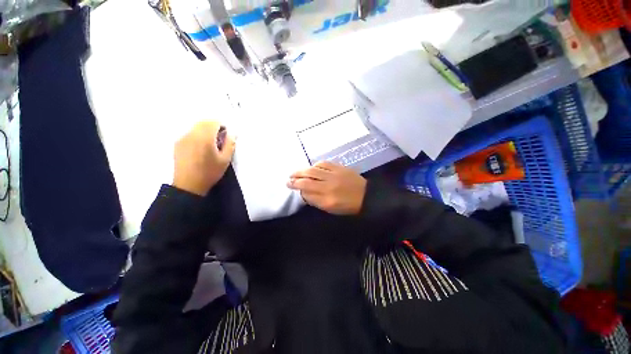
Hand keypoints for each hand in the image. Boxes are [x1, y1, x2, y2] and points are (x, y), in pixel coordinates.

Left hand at [173, 121, 234, 195]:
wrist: (188, 185)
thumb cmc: (210, 172)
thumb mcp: (225, 160)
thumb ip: (230, 144)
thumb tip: (233, 133)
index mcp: (205, 138)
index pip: (213, 122)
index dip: (222, 126)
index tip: (226, 135)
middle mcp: (192, 134)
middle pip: (204, 122)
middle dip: (213, 126)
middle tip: (220, 139)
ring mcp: (183, 138)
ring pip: (196, 127)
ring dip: (205, 130)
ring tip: (210, 144)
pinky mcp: (178, 143)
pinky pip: (190, 133)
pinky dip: (197, 135)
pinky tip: (200, 148)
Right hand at [287, 161, 366, 214]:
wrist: (366, 196)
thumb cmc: (347, 206)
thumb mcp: (330, 209)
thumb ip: (316, 200)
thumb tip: (304, 192)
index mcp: (327, 199)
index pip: (307, 190)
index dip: (296, 186)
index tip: (289, 184)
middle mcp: (329, 185)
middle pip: (308, 178)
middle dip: (296, 177)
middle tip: (289, 177)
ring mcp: (335, 174)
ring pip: (314, 169)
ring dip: (303, 170)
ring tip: (296, 172)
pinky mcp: (340, 167)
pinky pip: (324, 163)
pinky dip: (315, 165)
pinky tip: (311, 167)